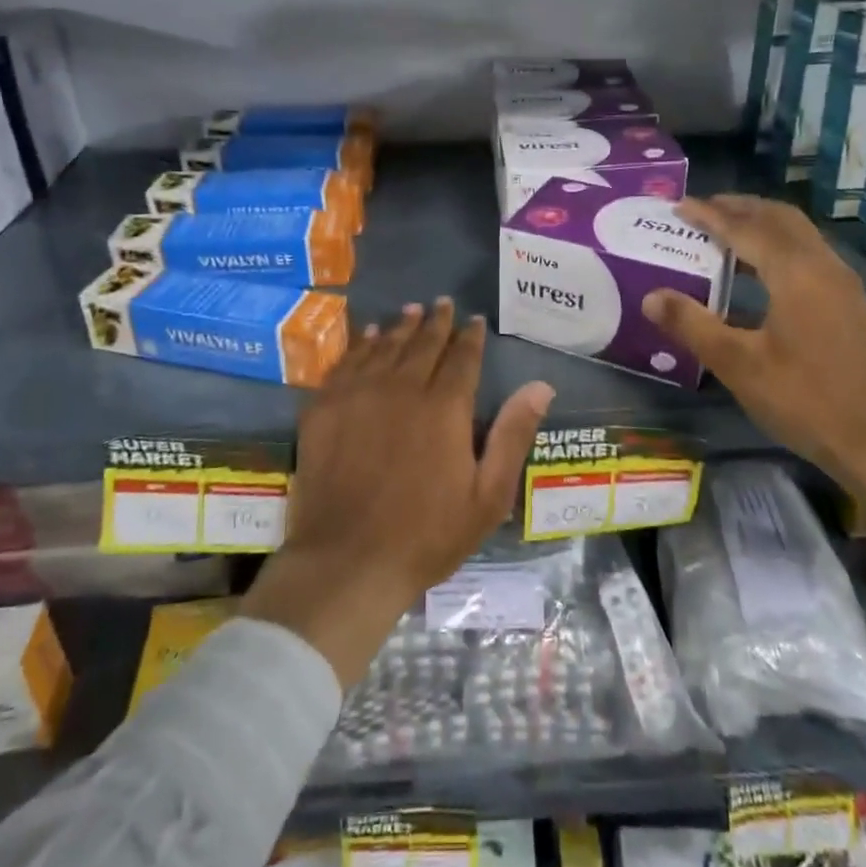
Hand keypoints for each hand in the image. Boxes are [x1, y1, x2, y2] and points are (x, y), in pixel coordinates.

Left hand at [241, 299, 555, 685]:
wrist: (347, 562)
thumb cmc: (426, 535)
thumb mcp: (487, 496)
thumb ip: (513, 435)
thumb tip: (541, 386)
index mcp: (444, 407)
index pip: (462, 357)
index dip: (470, 336)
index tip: (474, 320)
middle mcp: (402, 387)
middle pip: (423, 344)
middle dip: (436, 322)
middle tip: (442, 304)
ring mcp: (359, 394)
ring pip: (385, 346)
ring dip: (401, 327)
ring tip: (410, 311)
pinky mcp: (325, 407)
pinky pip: (347, 362)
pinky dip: (362, 345)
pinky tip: (368, 337)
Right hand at [641, 196, 865, 582]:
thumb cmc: (806, 400)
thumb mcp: (738, 365)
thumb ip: (692, 325)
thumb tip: (650, 297)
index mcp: (795, 273)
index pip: (744, 228)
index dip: (709, 215)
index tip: (679, 206)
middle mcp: (823, 266)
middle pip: (780, 218)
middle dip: (740, 207)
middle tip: (704, 208)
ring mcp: (843, 284)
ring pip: (800, 234)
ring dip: (763, 223)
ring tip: (728, 230)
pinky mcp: (851, 304)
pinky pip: (810, 253)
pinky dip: (780, 244)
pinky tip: (764, 270)